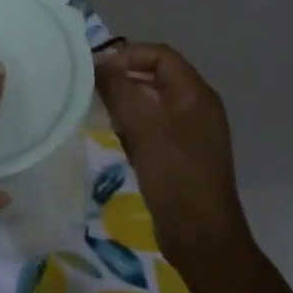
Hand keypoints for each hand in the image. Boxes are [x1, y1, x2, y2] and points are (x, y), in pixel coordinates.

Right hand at [94, 42, 249, 265]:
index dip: (126, 55)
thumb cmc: (174, 174)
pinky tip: (114, 138)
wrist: (201, 237)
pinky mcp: (180, 154)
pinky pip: (151, 126)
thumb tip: (97, 62)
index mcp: (196, 94)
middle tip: (91, 90)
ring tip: (99, 113)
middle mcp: (196, 107)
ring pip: (150, 102)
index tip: (96, 71)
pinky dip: (131, 125)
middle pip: (154, 76)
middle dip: (122, 79)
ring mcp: (189, 132)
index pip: (159, 55)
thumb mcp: (143, 125)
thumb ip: (118, 88)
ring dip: (124, 103)